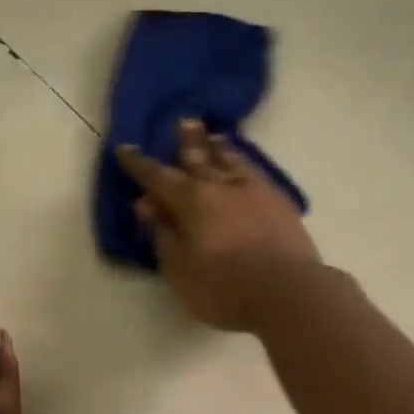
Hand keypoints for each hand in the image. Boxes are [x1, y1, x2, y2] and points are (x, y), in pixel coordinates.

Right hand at [115, 119, 320, 331]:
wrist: (289, 292)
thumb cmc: (225, 287)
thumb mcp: (180, 268)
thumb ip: (163, 233)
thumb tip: (147, 205)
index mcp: (192, 200)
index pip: (158, 177)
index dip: (139, 164)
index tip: (125, 149)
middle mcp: (223, 185)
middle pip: (200, 158)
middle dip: (187, 142)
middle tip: (184, 121)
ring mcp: (256, 190)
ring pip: (233, 161)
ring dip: (220, 149)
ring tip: (215, 137)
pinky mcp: (281, 203)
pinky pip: (257, 173)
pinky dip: (245, 165)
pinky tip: (247, 168)